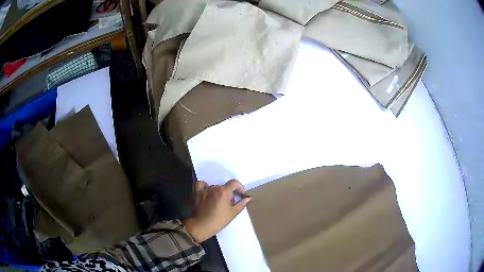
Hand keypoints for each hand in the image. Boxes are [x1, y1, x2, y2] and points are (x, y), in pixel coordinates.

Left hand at [183, 180, 250, 242]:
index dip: (239, 187)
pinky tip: (207, 193)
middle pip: (224, 187)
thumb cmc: (218, 221)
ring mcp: (204, 190)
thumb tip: (248, 198)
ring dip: (218, 193)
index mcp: (224, 192)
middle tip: (228, 205)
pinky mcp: (196, 193)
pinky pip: (201, 185)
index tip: (241, 194)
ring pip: (214, 188)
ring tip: (218, 204)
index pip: (234, 183)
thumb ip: (241, 204)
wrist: (201, 226)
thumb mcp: (232, 213)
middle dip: (228, 194)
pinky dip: (205, 186)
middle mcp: (214, 188)